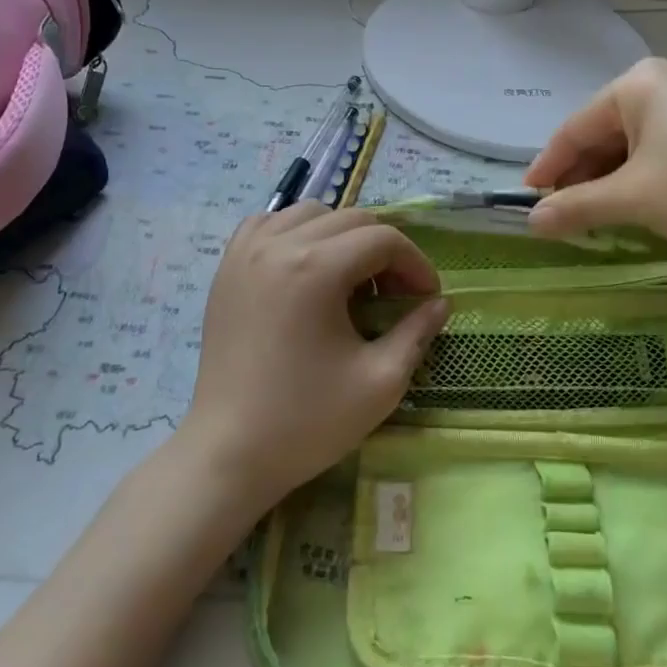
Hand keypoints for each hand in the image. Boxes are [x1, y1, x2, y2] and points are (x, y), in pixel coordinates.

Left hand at [183, 203, 446, 512]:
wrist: (229, 453)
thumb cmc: (307, 422)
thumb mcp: (380, 382)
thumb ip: (417, 332)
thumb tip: (439, 303)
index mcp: (315, 269)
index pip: (383, 239)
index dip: (415, 264)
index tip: (426, 297)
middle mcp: (279, 245)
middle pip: (351, 219)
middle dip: (384, 250)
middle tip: (394, 295)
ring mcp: (246, 252)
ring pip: (310, 213)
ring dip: (342, 236)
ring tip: (349, 281)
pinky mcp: (227, 267)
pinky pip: (269, 223)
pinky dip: (296, 232)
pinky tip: (305, 267)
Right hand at [523, 58, 666, 265]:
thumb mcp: (633, 199)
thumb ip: (577, 207)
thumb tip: (531, 221)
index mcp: (636, 84)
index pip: (575, 129)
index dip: (548, 167)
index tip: (528, 199)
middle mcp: (663, 81)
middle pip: (604, 133)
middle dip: (582, 176)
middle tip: (563, 215)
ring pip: (633, 143)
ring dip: (611, 179)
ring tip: (597, 216)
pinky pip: (662, 148)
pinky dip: (642, 176)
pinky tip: (638, 204)